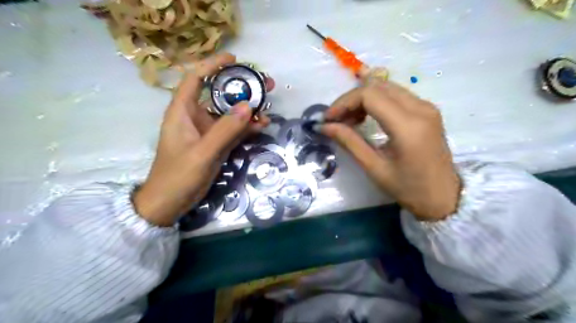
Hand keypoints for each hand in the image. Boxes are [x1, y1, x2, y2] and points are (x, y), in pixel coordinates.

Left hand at [134, 53, 272, 225]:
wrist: (169, 203)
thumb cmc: (178, 176)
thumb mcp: (203, 153)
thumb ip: (225, 130)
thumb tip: (247, 106)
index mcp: (182, 112)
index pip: (196, 79)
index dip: (212, 65)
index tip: (234, 59)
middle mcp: (195, 117)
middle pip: (218, 95)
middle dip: (240, 88)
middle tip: (264, 84)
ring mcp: (206, 132)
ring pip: (229, 114)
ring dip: (248, 109)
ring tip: (268, 105)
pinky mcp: (215, 144)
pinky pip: (232, 131)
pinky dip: (246, 128)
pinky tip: (261, 126)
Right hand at [322, 81, 462, 221]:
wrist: (444, 197)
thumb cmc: (408, 188)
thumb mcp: (374, 167)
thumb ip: (349, 142)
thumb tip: (325, 126)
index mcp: (408, 126)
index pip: (369, 95)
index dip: (344, 102)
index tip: (329, 118)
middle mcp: (421, 108)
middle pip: (378, 86)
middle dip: (351, 99)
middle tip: (336, 119)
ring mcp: (427, 106)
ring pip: (387, 87)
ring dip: (363, 98)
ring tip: (349, 119)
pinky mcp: (427, 110)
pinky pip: (396, 95)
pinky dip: (376, 101)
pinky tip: (366, 116)